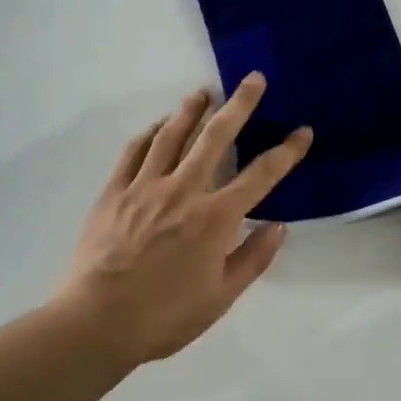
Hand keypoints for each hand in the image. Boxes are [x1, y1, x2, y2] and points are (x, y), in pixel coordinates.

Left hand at [57, 74, 311, 367]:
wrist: (97, 322)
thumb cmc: (165, 316)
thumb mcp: (221, 297)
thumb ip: (253, 258)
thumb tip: (278, 226)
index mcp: (215, 218)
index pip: (261, 176)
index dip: (286, 152)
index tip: (303, 131)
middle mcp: (183, 191)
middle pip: (215, 138)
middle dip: (239, 106)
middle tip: (253, 79)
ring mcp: (145, 187)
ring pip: (171, 136)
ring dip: (191, 110)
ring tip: (203, 92)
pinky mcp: (114, 192)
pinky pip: (133, 152)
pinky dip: (148, 134)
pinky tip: (157, 126)